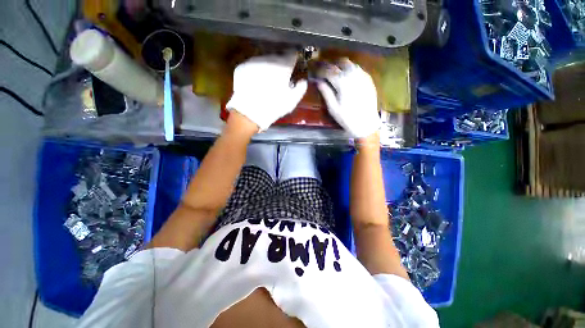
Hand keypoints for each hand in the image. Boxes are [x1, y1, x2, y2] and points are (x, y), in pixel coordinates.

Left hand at [226, 54, 307, 130]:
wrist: (249, 113)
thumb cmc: (273, 107)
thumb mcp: (291, 102)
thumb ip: (300, 89)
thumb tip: (303, 81)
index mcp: (282, 66)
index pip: (291, 55)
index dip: (294, 59)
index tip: (294, 64)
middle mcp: (268, 59)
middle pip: (277, 57)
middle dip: (280, 64)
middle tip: (280, 76)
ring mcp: (253, 61)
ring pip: (264, 60)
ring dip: (268, 67)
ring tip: (267, 80)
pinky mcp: (242, 67)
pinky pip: (253, 65)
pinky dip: (256, 71)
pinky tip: (256, 82)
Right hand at [316, 59, 380, 138]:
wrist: (366, 123)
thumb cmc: (347, 118)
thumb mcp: (333, 108)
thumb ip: (326, 92)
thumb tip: (318, 81)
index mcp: (342, 82)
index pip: (329, 71)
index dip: (321, 70)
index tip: (315, 72)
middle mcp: (353, 75)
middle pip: (340, 63)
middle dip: (331, 65)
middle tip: (325, 71)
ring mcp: (362, 76)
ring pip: (350, 63)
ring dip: (341, 66)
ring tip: (335, 72)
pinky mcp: (368, 79)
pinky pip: (358, 69)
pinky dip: (350, 69)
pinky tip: (346, 76)